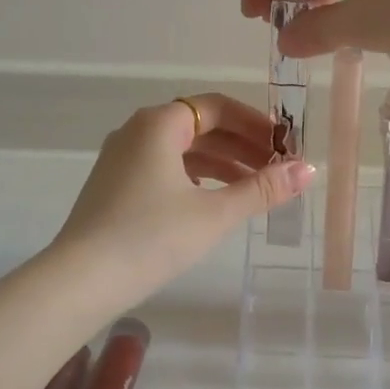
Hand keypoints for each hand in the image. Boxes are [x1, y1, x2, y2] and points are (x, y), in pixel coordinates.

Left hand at [53, 94, 314, 285]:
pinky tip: (214, 201)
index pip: (217, 107)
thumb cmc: (151, 237)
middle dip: (242, 146)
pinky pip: (164, 169)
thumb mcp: (214, 213)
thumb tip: (309, 170)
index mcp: (159, 123)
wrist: (80, 281)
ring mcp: (121, 159)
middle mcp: (137, 131)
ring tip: (255, 188)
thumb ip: (262, 189)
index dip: (255, 123)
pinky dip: (195, 178)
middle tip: (277, 170)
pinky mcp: (114, 186)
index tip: (284, 145)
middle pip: (200, 127)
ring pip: (182, 150)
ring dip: (221, 164)